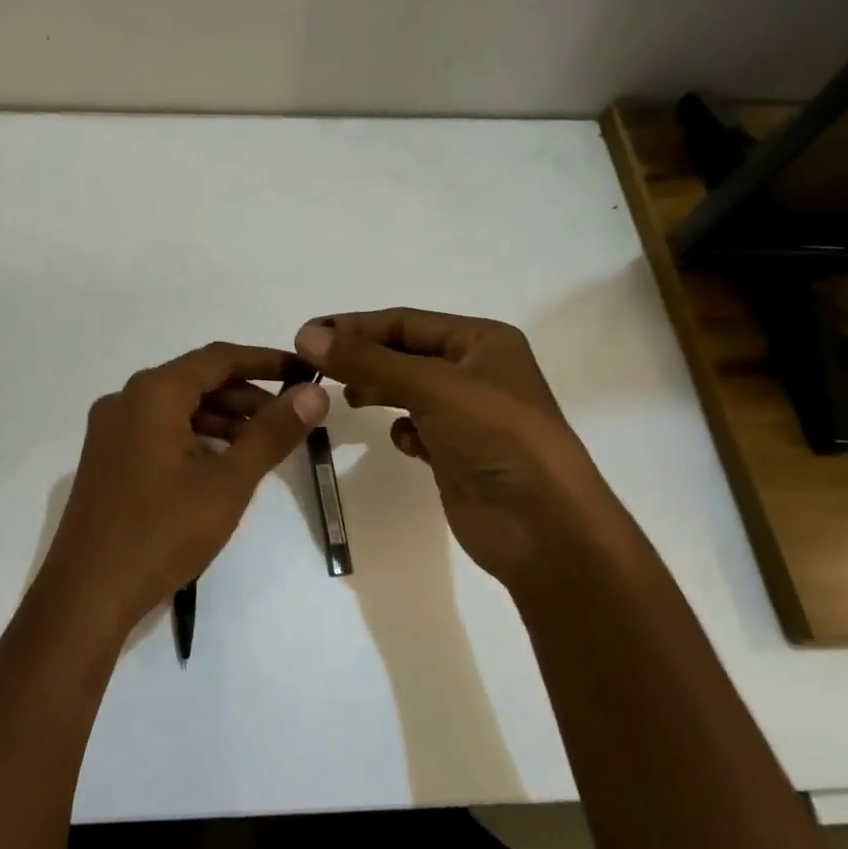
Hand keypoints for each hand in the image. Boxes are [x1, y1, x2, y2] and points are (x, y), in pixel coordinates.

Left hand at [33, 342, 329, 639]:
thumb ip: (272, 433)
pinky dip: (195, 438)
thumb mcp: (228, 482)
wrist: (86, 594)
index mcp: (152, 393)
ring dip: (223, 419)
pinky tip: (223, 464)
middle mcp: (126, 400)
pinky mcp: (107, 458)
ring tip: (264, 444)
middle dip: (247, 396)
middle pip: (197, 381)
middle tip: (291, 417)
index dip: (267, 361)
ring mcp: (111, 430)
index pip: (219, 358)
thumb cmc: (162, 532)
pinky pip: (159, 431)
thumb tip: (314, 393)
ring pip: (178, 408)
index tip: (305, 373)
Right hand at [293, 309, 619, 584]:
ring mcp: (469, 415)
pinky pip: (418, 429)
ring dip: (377, 391)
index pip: (405, 322)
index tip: (305, 336)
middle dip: (361, 358)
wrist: (542, 527)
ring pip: (408, 390)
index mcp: (482, 341)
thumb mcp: (430, 387)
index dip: (354, 326)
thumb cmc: (495, 437)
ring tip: (346, 398)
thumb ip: (367, 361)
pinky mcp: (458, 453)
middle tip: (313, 367)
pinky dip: (403, 431)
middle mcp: (476, 371)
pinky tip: (401, 442)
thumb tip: (306, 336)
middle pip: (404, 353)